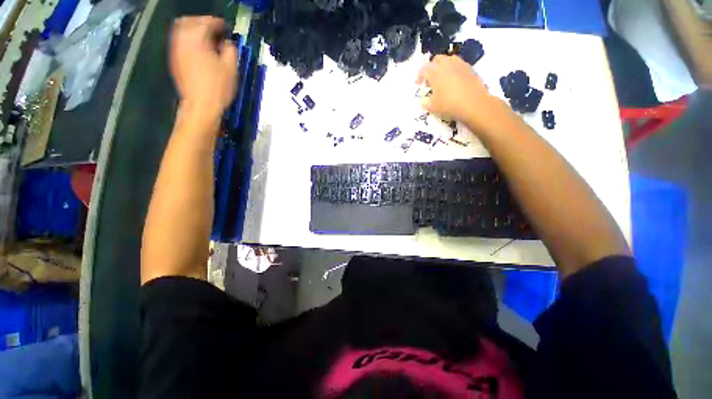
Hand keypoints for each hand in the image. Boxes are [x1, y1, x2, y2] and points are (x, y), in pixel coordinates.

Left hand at [170, 16, 237, 119]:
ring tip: (206, 39)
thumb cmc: (218, 88)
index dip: (217, 23)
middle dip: (201, 22)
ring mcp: (176, 50)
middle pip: (188, 21)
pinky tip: (198, 49)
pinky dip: (188, 40)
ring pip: (181, 30)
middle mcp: (183, 41)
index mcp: (198, 40)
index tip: (225, 27)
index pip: (206, 23)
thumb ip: (230, 50)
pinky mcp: (175, 60)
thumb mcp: (231, 69)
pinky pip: (179, 41)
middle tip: (214, 30)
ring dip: (193, 30)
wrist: (201, 106)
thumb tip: (226, 43)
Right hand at [417, 55, 504, 132]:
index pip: (424, 69)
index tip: (418, 84)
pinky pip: (459, 65)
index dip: (419, 76)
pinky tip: (454, 82)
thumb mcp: (432, 107)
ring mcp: (460, 65)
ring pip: (449, 60)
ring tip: (443, 79)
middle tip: (430, 80)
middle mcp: (447, 64)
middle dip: (432, 68)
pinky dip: (454, 71)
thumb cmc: (449, 105)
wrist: (474, 104)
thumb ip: (425, 102)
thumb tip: (424, 100)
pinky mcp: (471, 69)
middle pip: (437, 59)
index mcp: (435, 72)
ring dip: (443, 67)